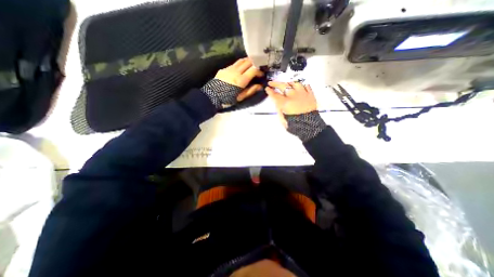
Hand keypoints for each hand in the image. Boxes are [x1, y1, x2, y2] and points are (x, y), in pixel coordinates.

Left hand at [214, 57, 264, 100]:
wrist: (211, 97)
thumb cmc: (227, 99)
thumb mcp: (240, 98)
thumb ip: (251, 91)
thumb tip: (260, 86)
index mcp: (241, 80)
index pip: (253, 70)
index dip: (259, 71)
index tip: (261, 75)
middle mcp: (236, 71)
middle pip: (248, 62)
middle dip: (255, 64)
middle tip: (257, 69)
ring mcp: (229, 69)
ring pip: (241, 60)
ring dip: (247, 62)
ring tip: (250, 66)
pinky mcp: (224, 69)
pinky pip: (234, 64)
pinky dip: (240, 64)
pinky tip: (240, 70)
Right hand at [265, 81, 326, 139]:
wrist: (309, 126)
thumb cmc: (294, 125)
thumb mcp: (282, 119)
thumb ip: (279, 109)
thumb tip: (277, 102)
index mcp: (285, 102)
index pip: (275, 95)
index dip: (270, 91)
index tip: (267, 88)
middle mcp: (293, 95)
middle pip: (283, 86)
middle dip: (276, 83)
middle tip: (271, 83)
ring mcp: (302, 94)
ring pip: (295, 83)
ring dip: (288, 83)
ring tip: (286, 84)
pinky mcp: (310, 95)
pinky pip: (306, 86)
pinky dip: (301, 85)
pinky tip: (299, 86)